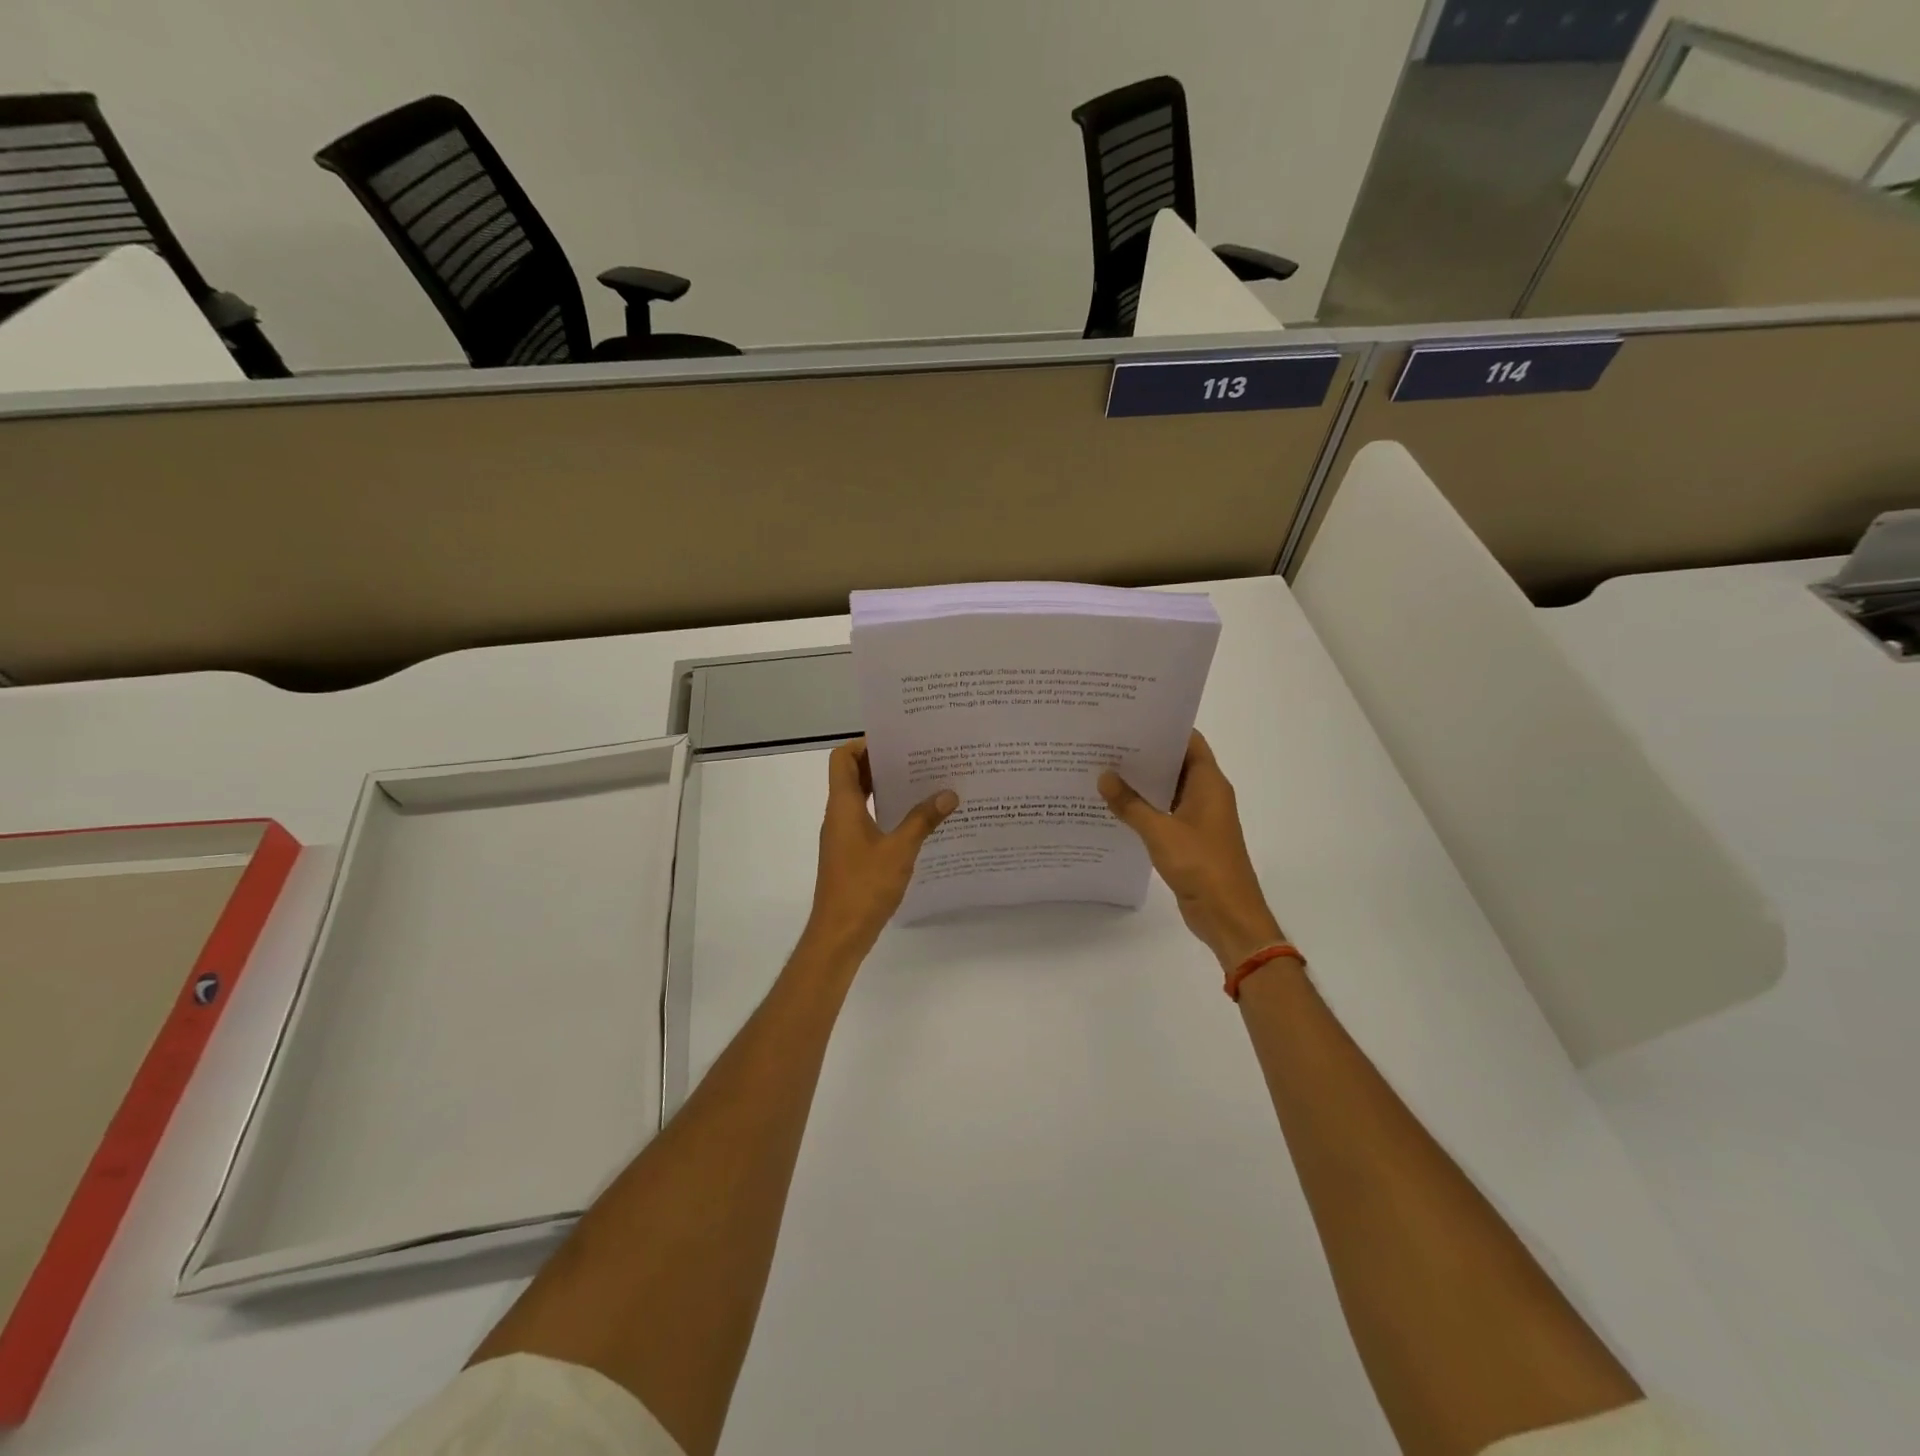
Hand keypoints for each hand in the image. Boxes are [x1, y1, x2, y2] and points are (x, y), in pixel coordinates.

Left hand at [801, 739, 956, 963]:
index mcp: (843, 806)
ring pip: (860, 799)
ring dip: (885, 789)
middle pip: (852, 776)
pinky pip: (866, 820)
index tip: (896, 742)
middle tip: (917, 757)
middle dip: (882, 763)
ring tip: (922, 783)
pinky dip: (886, 812)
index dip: (863, 744)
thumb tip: (948, 794)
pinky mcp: (850, 854)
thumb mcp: (900, 850)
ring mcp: (843, 836)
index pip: (842, 759)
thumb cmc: (864, 886)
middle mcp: (839, 815)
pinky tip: (916, 820)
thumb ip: (923, 820)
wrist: (839, 934)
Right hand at [1099, 731, 1285, 971]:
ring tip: (1103, 768)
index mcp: (1209, 783)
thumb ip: (1131, 804)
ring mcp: (1199, 818)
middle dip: (1145, 753)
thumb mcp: (1160, 832)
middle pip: (1176, 763)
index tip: (1130, 717)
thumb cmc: (1202, 865)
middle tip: (1106, 741)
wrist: (1228, 916)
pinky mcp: (1189, 839)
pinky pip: (1164, 813)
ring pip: (1168, 789)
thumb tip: (1104, 776)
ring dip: (1142, 782)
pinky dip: (1144, 807)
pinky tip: (1115, 805)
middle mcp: (1207, 795)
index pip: (1188, 741)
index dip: (1163, 727)